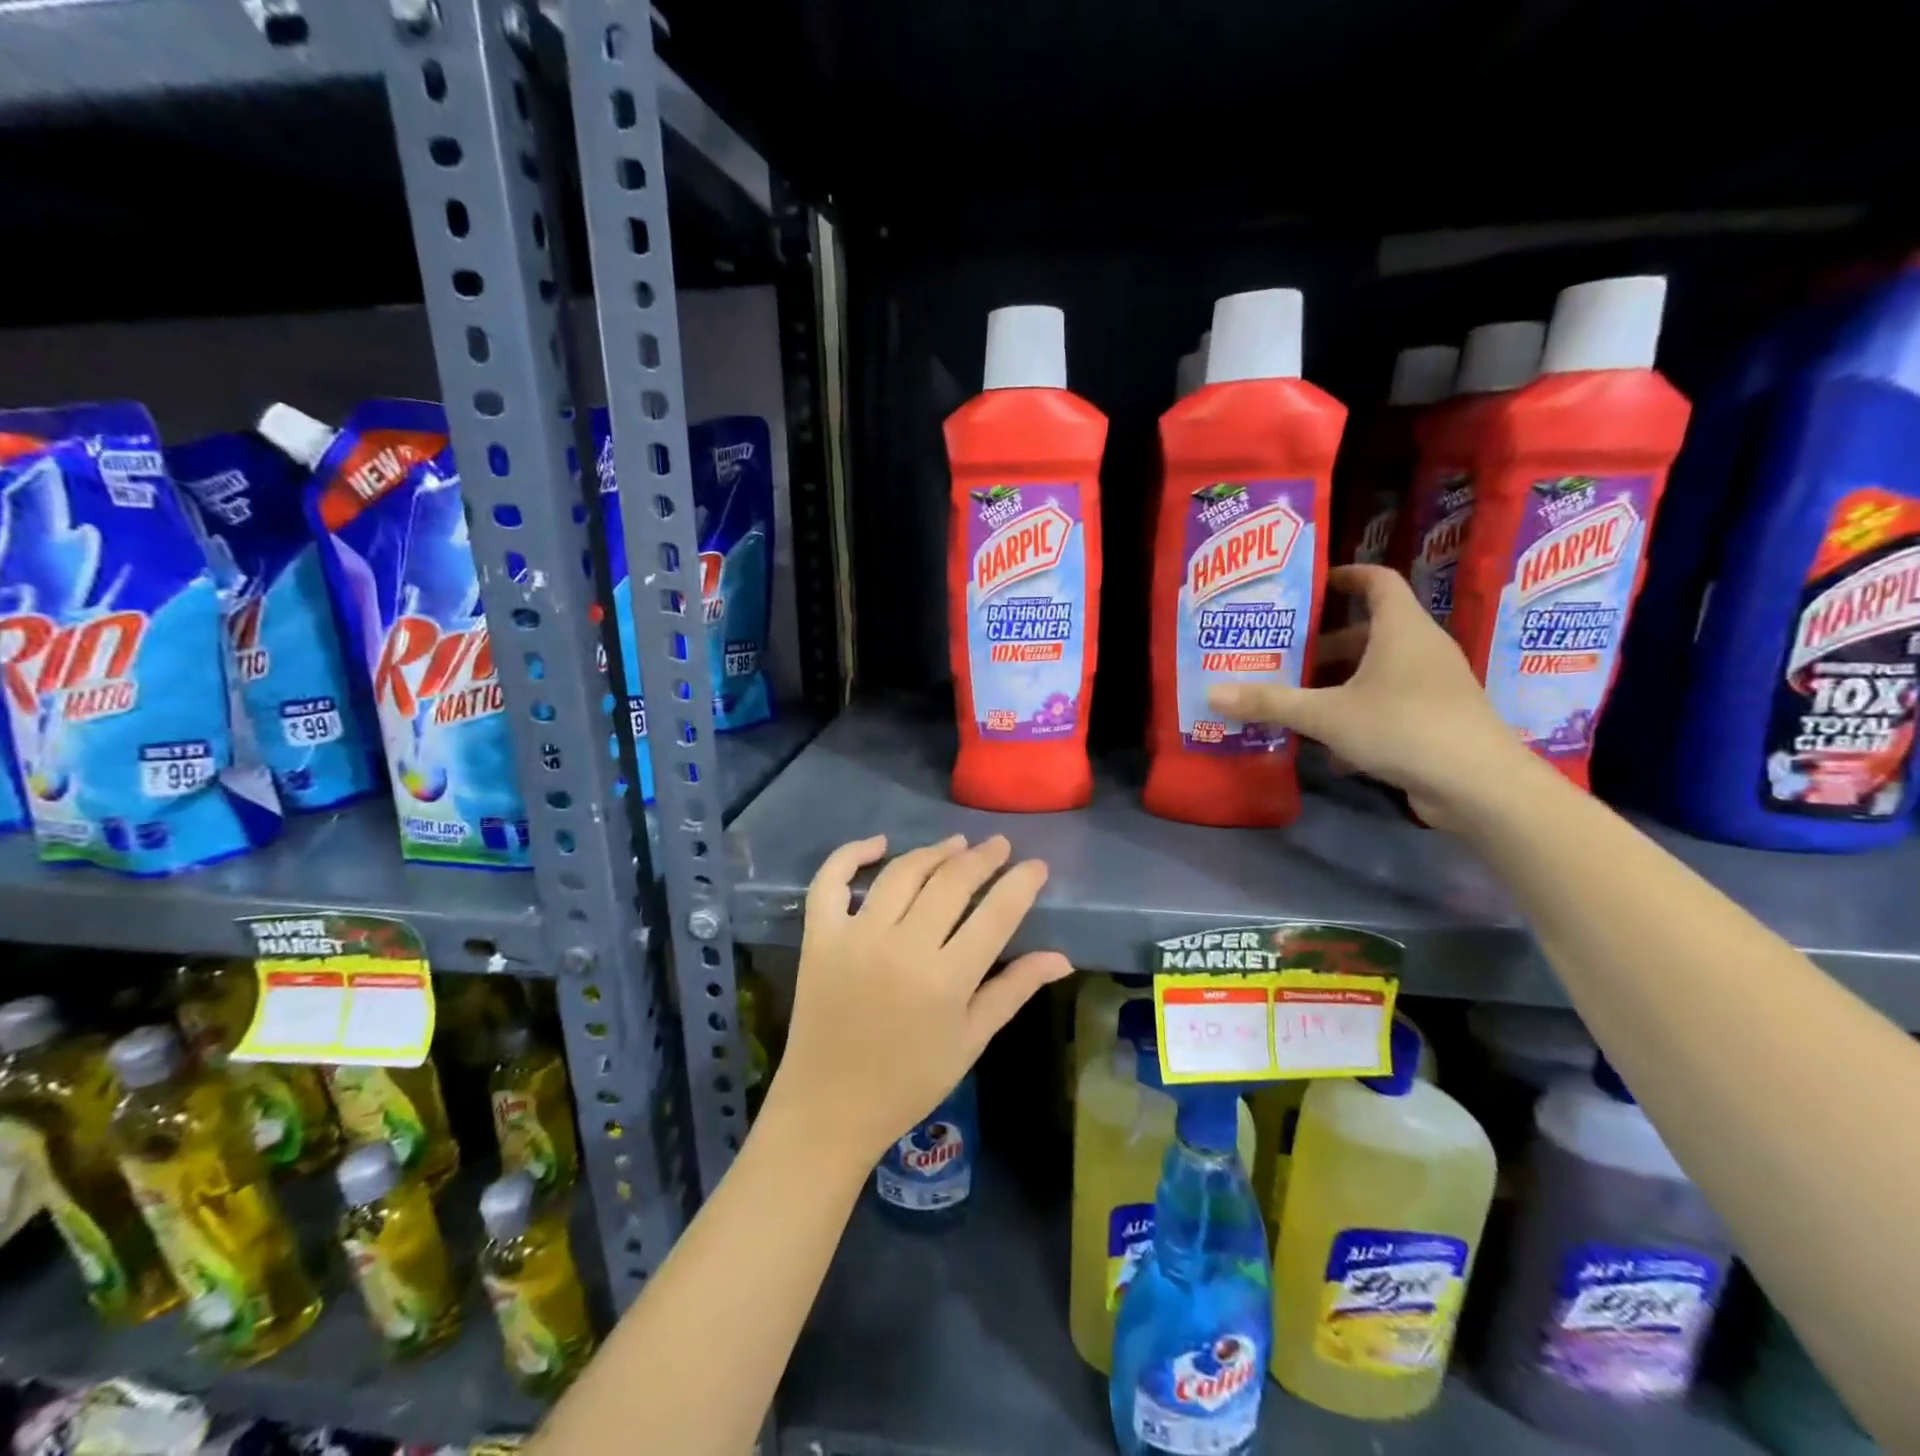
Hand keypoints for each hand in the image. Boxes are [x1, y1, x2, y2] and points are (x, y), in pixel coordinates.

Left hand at [765, 833, 1073, 1170]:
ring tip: (956, 844)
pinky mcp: (820, 937)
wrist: (829, 1108)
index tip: (1036, 866)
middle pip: (951, 882)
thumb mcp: (970, 1041)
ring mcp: (856, 937)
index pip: (996, 914)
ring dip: (933, 852)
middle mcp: (902, 947)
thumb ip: (1013, 990)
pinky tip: (879, 844)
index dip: (1021, 883)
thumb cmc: (909, 1082)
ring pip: (902, 873)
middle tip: (999, 846)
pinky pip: (830, 881)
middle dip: (982, 858)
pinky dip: (851, 854)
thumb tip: (1062, 958)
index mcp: (946, 980)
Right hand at [1208, 564, 1543, 829]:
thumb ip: (1270, 703)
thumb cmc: (1402, 727)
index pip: (1376, 580)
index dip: (1344, 576)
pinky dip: (1356, 714)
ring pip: (1376, 672)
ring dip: (1337, 683)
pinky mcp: (1435, 719)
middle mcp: (1420, 648)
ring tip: (1294, 698)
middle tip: (1282, 654)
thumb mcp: (1325, 714)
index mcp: (1400, 628)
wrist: (1478, 784)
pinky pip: (1387, 703)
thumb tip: (1212, 693)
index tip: (1310, 585)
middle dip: (1323, 644)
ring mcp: (1432, 685)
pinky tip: (1327, 745)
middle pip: (1368, 631)